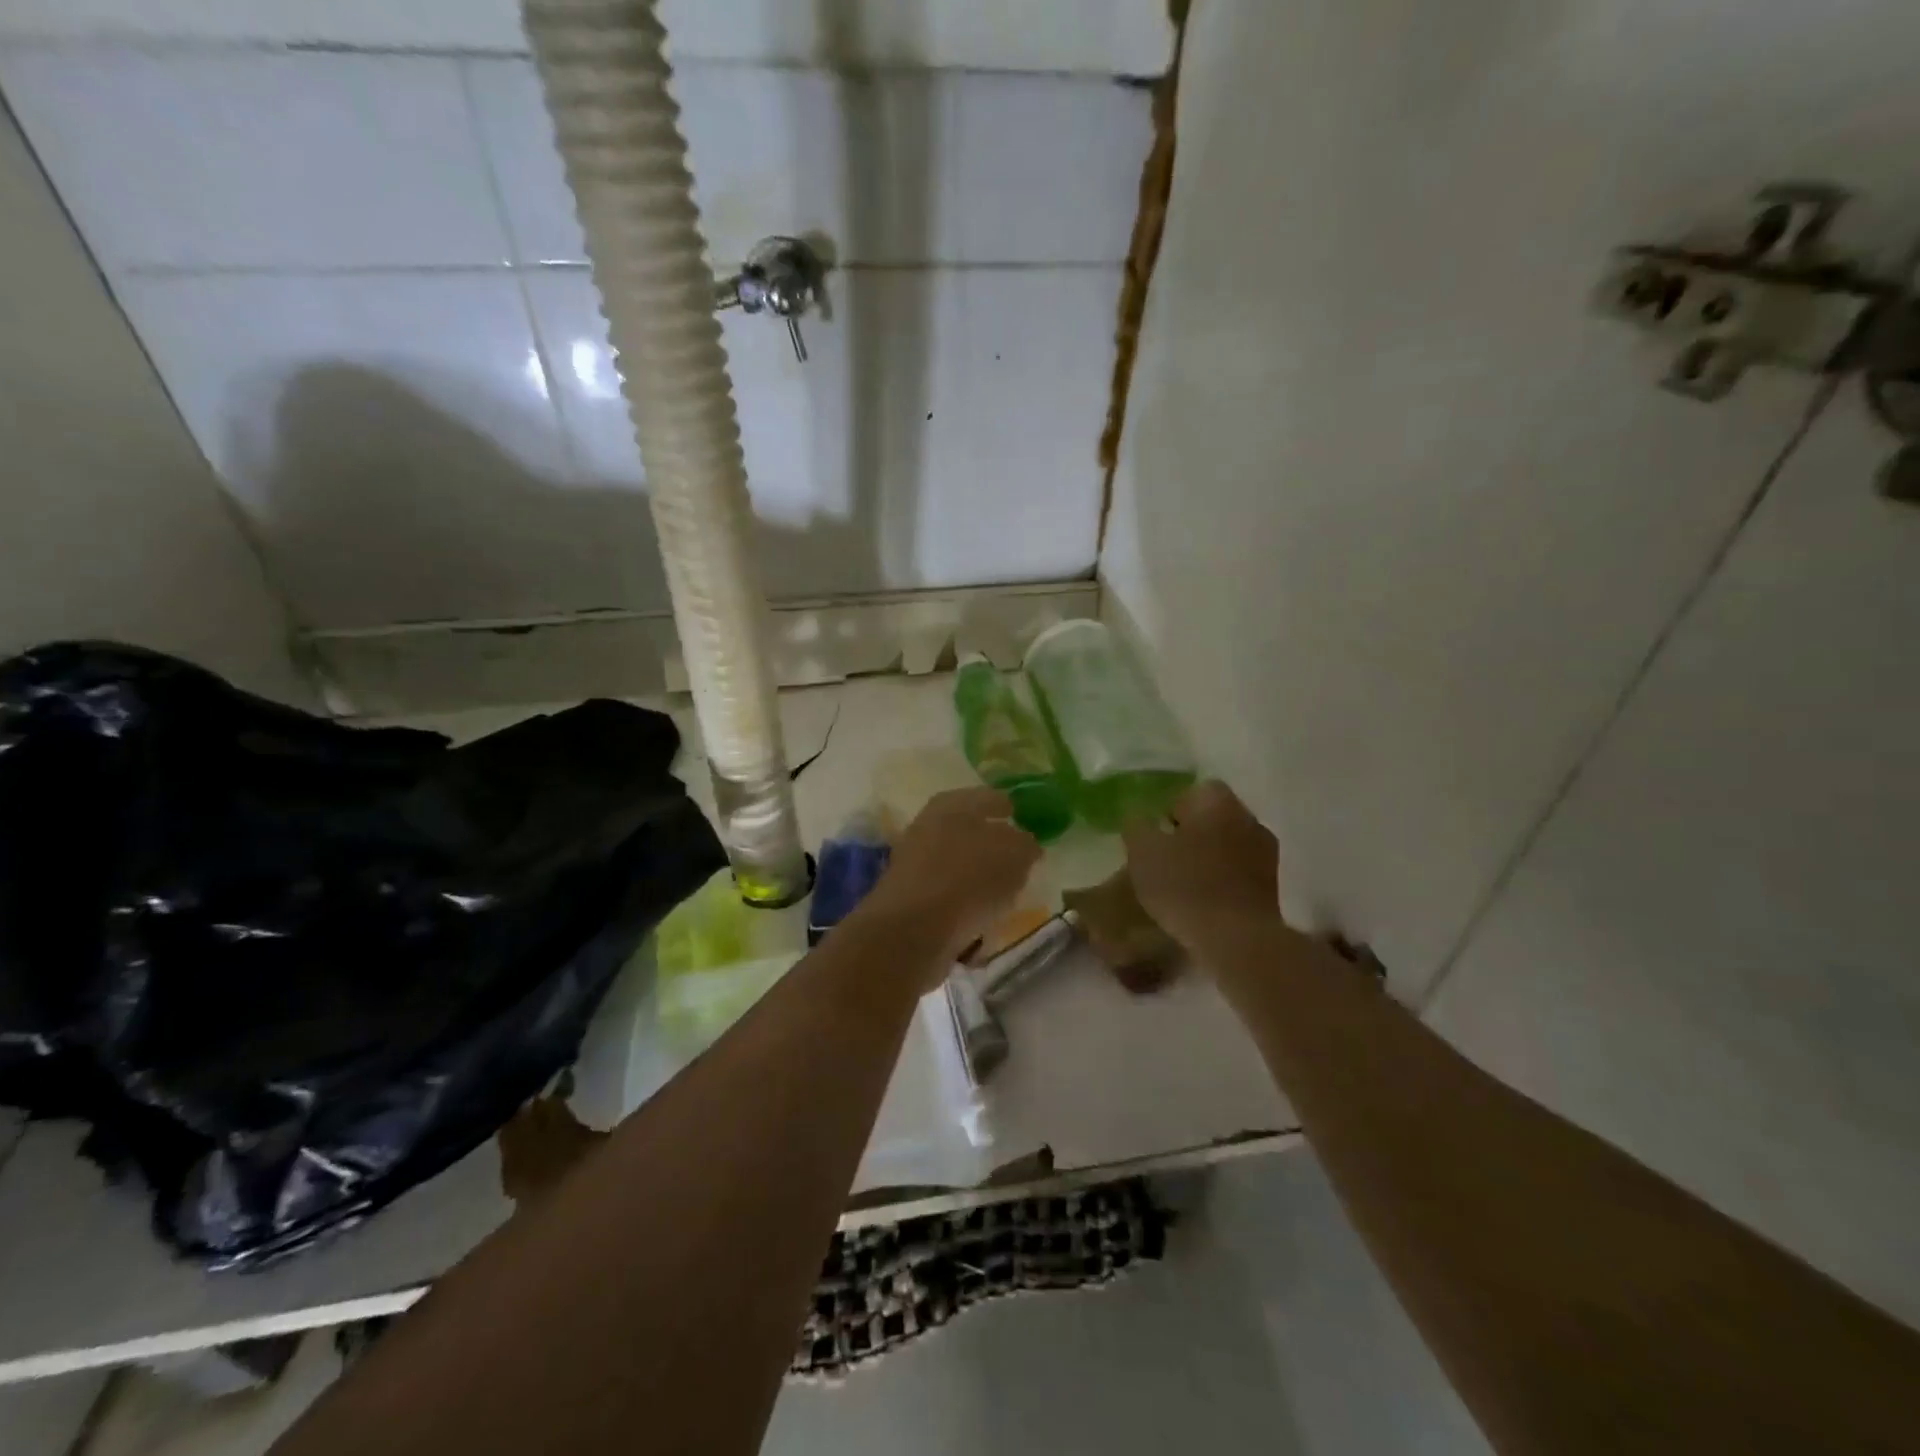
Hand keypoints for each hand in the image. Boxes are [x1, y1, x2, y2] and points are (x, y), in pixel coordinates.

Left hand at [867, 787, 1040, 976]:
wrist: (912, 928)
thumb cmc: (968, 878)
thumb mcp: (1013, 855)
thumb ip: (1024, 844)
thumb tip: (1025, 842)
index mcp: (953, 803)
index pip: (988, 797)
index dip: (1006, 806)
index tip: (1021, 816)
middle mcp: (929, 824)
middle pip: (968, 828)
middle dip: (991, 840)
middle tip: (1016, 854)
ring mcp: (915, 860)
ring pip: (956, 860)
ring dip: (978, 871)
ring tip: (1004, 887)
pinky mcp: (910, 895)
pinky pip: (947, 890)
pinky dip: (964, 897)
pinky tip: (981, 910)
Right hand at [1123, 781, 1279, 951]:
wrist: (1236, 939)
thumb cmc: (1185, 885)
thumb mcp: (1142, 851)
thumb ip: (1137, 825)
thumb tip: (1140, 816)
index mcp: (1218, 801)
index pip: (1192, 791)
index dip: (1170, 811)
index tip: (1155, 837)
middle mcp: (1248, 818)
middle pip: (1213, 817)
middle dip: (1191, 833)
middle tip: (1165, 859)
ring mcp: (1266, 852)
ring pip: (1228, 844)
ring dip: (1209, 857)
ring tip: (1183, 884)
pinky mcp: (1273, 885)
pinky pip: (1239, 871)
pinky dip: (1223, 880)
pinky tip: (1204, 901)